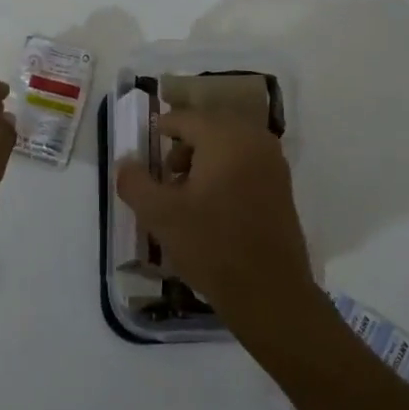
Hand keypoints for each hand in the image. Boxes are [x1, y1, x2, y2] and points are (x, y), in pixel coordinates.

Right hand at [115, 110, 317, 331]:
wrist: (269, 291)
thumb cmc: (212, 246)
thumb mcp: (160, 215)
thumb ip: (135, 182)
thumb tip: (126, 163)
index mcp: (226, 137)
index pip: (186, 118)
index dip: (163, 128)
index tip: (148, 144)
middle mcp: (254, 140)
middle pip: (210, 128)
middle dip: (184, 146)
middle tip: (165, 176)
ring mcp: (273, 163)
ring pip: (229, 145)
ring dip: (204, 160)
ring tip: (186, 195)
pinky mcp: (283, 186)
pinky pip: (247, 163)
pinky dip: (226, 172)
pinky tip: (212, 206)